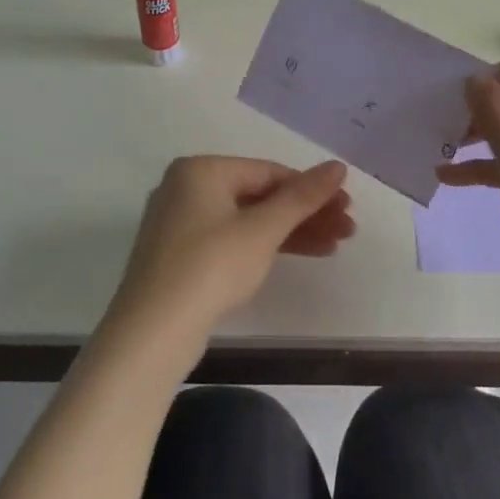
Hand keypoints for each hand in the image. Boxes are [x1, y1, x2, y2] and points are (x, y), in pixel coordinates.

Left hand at [109, 156, 353, 347]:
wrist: (152, 332)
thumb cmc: (211, 267)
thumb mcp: (262, 230)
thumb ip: (302, 196)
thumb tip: (338, 166)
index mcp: (201, 169)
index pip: (269, 171)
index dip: (311, 189)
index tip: (347, 207)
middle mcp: (187, 187)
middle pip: (259, 194)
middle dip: (305, 213)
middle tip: (346, 230)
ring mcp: (181, 223)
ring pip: (247, 219)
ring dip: (291, 231)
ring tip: (333, 247)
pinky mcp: (181, 255)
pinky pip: (232, 239)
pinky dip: (264, 246)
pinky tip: (298, 256)